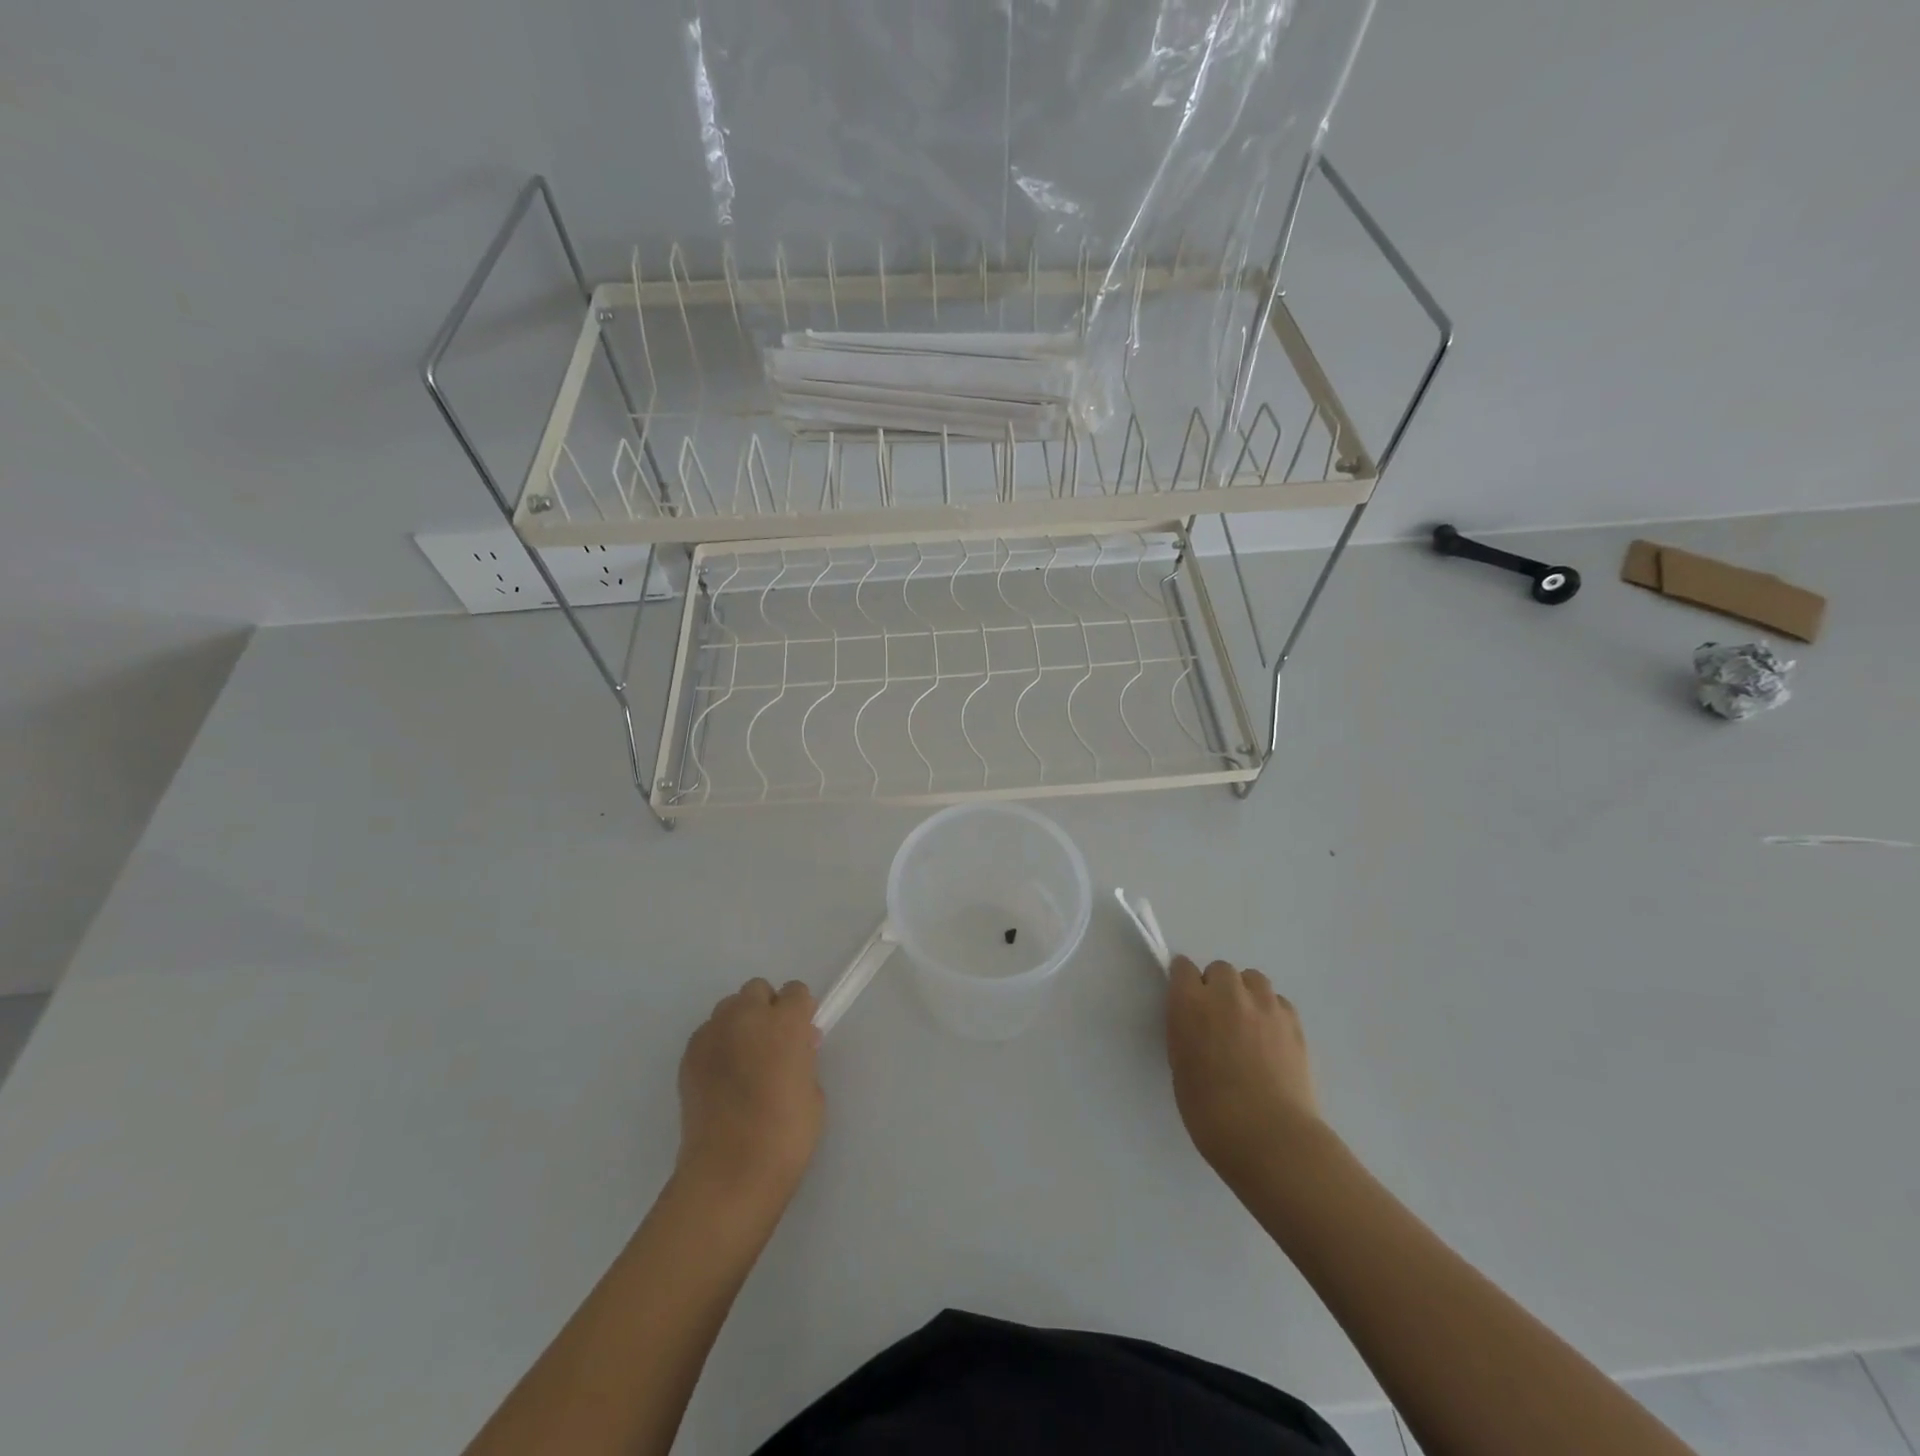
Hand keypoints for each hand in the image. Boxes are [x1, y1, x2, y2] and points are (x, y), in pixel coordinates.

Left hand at [675, 979, 823, 1211]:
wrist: (729, 1173)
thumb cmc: (785, 1135)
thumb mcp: (812, 1091)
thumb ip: (804, 1058)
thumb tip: (796, 1047)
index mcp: (784, 1022)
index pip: (795, 991)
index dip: (800, 1012)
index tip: (801, 1036)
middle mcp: (746, 1017)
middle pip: (757, 990)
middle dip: (767, 1009)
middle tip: (772, 1046)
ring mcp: (712, 1034)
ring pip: (728, 1008)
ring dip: (740, 1024)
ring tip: (744, 1061)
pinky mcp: (687, 1056)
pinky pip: (707, 1034)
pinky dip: (717, 1045)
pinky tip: (722, 1078)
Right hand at [1166, 956, 1323, 1189]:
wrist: (1269, 1137)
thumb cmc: (1210, 1111)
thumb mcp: (1180, 1066)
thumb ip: (1186, 1032)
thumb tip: (1197, 1025)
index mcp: (1190, 1004)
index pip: (1182, 967)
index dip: (1184, 983)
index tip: (1185, 1001)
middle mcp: (1226, 994)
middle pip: (1220, 969)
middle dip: (1216, 987)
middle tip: (1218, 1019)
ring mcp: (1264, 1005)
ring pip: (1253, 979)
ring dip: (1246, 993)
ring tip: (1247, 1024)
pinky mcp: (1293, 1022)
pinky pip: (1278, 1001)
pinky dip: (1271, 1012)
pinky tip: (1271, 1039)